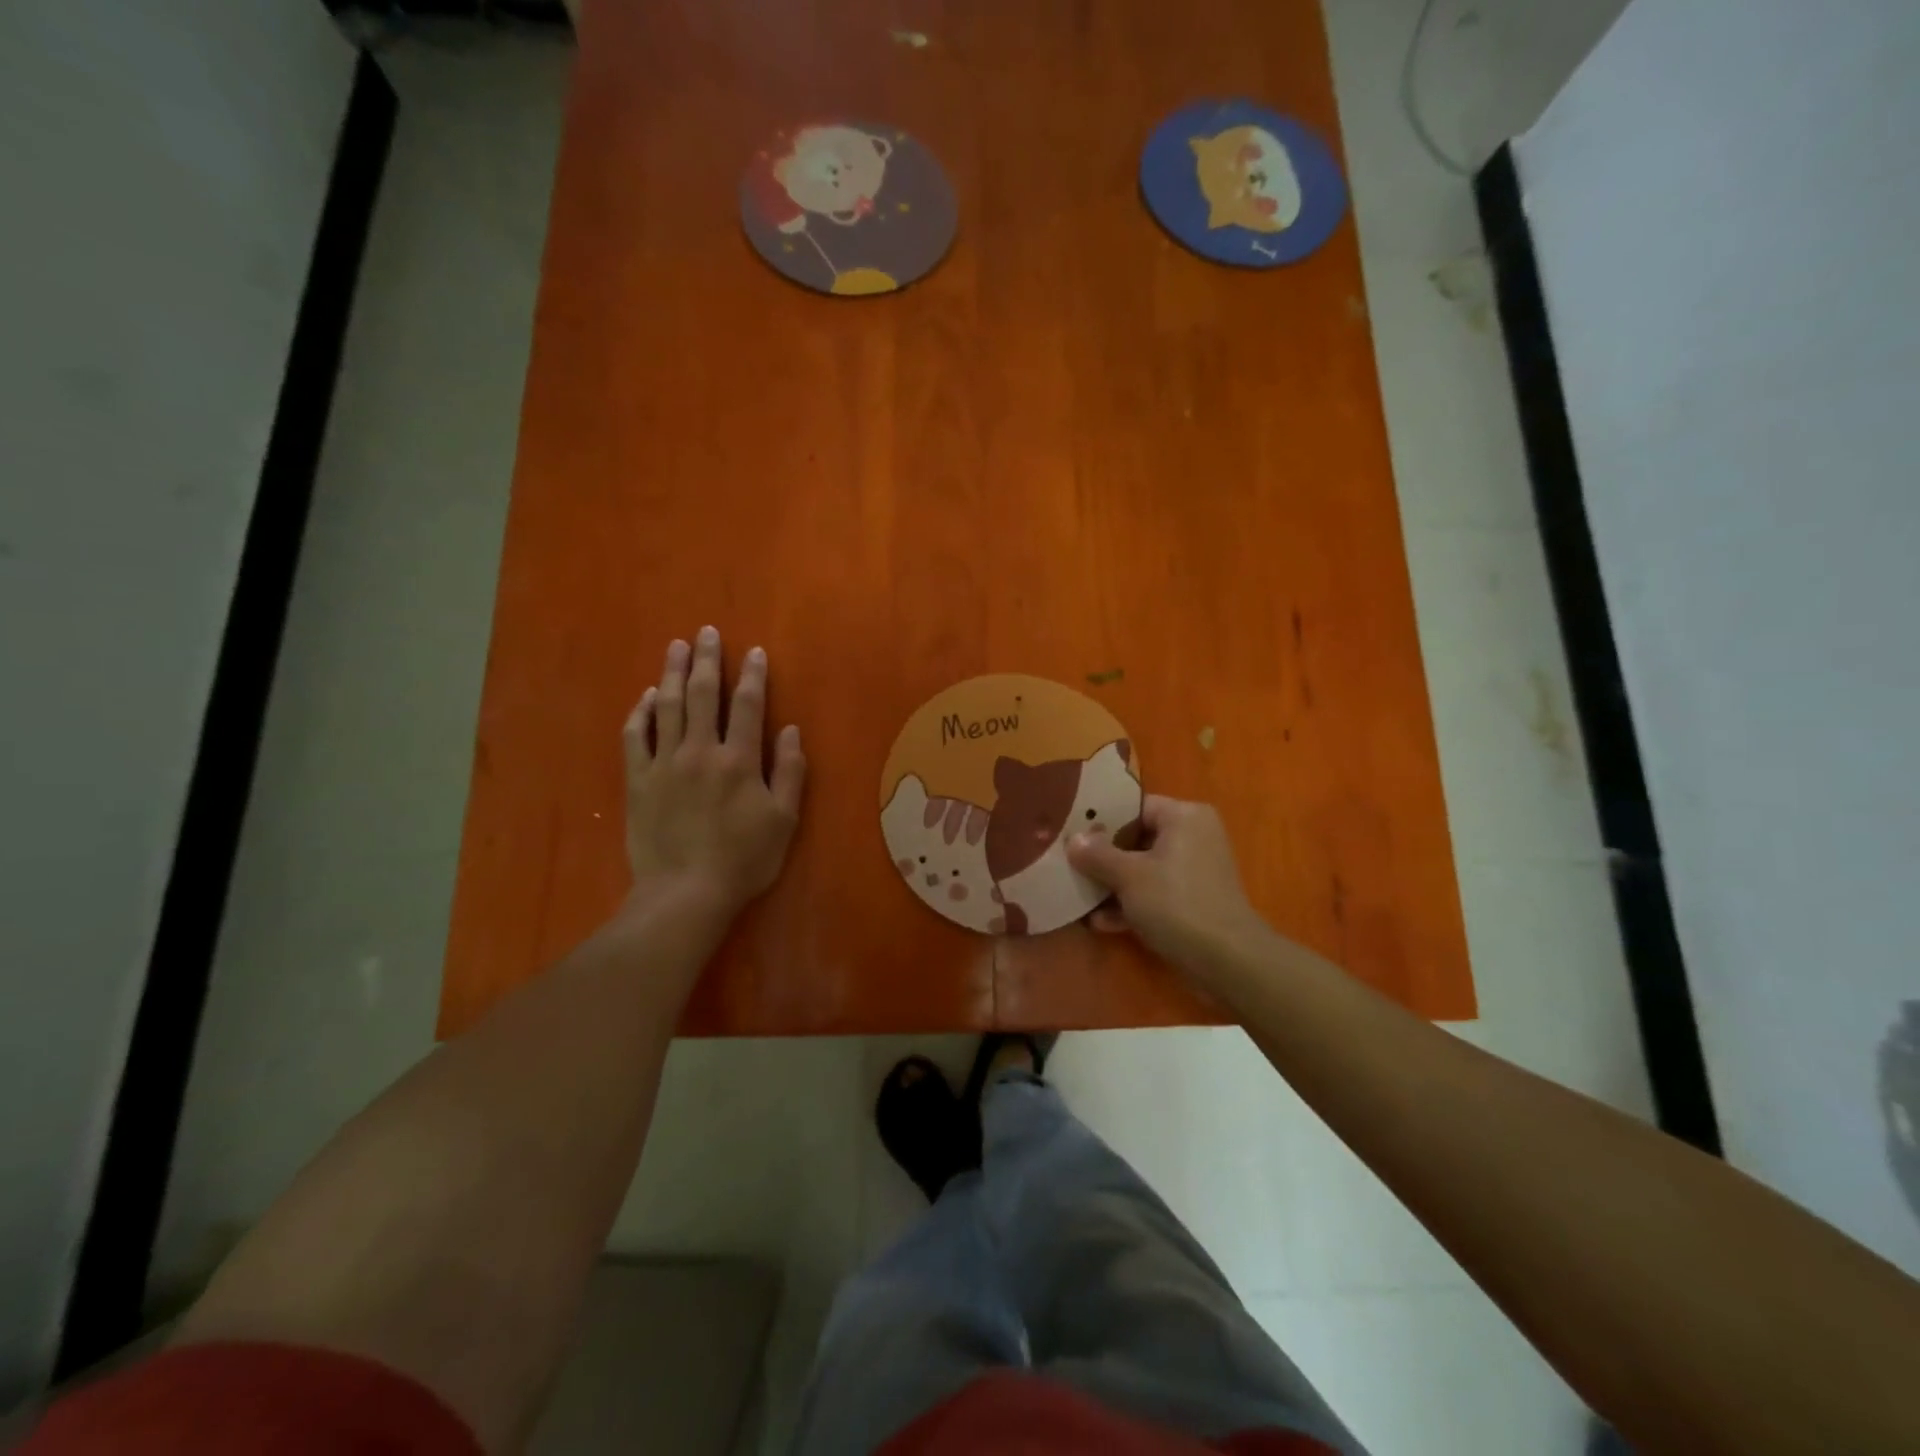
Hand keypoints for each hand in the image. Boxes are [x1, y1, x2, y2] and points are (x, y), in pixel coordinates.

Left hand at [623, 627, 805, 916]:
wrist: (685, 894)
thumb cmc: (744, 860)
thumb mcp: (784, 820)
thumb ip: (789, 772)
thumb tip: (790, 729)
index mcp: (740, 760)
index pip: (749, 705)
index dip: (753, 675)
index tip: (754, 652)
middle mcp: (700, 751)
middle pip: (704, 694)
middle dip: (708, 660)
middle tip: (707, 632)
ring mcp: (664, 764)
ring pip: (668, 707)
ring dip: (673, 673)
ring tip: (676, 647)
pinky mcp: (638, 780)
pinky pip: (636, 736)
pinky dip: (642, 712)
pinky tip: (647, 696)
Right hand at [1067, 796, 1275, 985]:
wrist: (1228, 961)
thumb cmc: (1176, 903)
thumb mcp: (1128, 876)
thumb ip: (1097, 854)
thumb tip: (1073, 839)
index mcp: (1184, 817)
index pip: (1134, 807)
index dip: (1102, 821)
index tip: (1072, 835)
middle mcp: (1193, 836)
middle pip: (1137, 839)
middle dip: (1103, 858)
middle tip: (1070, 867)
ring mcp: (1195, 871)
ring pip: (1144, 869)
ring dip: (1113, 886)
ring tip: (1079, 899)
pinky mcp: (1194, 901)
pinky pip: (1155, 893)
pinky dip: (1131, 905)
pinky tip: (1100, 923)